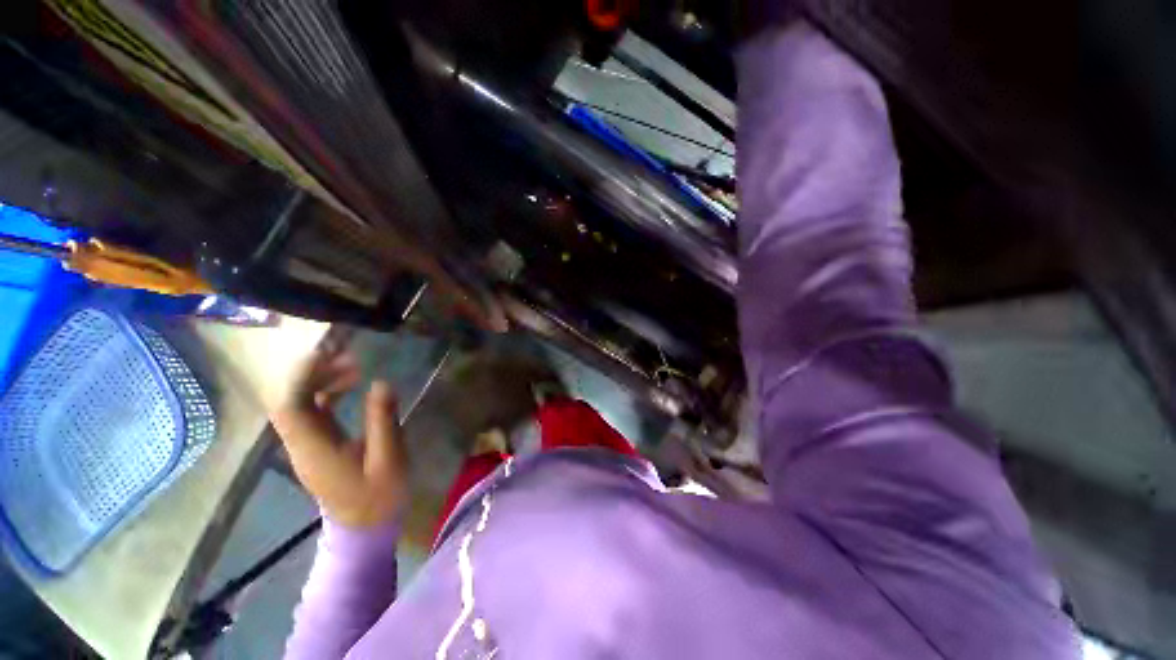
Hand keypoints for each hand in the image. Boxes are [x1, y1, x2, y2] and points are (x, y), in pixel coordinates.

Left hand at [270, 346, 409, 527]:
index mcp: (314, 447)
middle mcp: (301, 444)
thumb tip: (381, 382)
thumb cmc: (378, 494)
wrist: (365, 527)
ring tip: (354, 366)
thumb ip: (382, 419)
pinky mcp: (318, 447)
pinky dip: (327, 394)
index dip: (301, 376)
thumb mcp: (388, 456)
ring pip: (300, 405)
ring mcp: (308, 445)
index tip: (326, 354)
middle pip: (291, 400)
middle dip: (313, 373)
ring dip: (320, 381)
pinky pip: (313, 413)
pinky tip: (350, 386)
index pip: (290, 405)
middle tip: (347, 356)